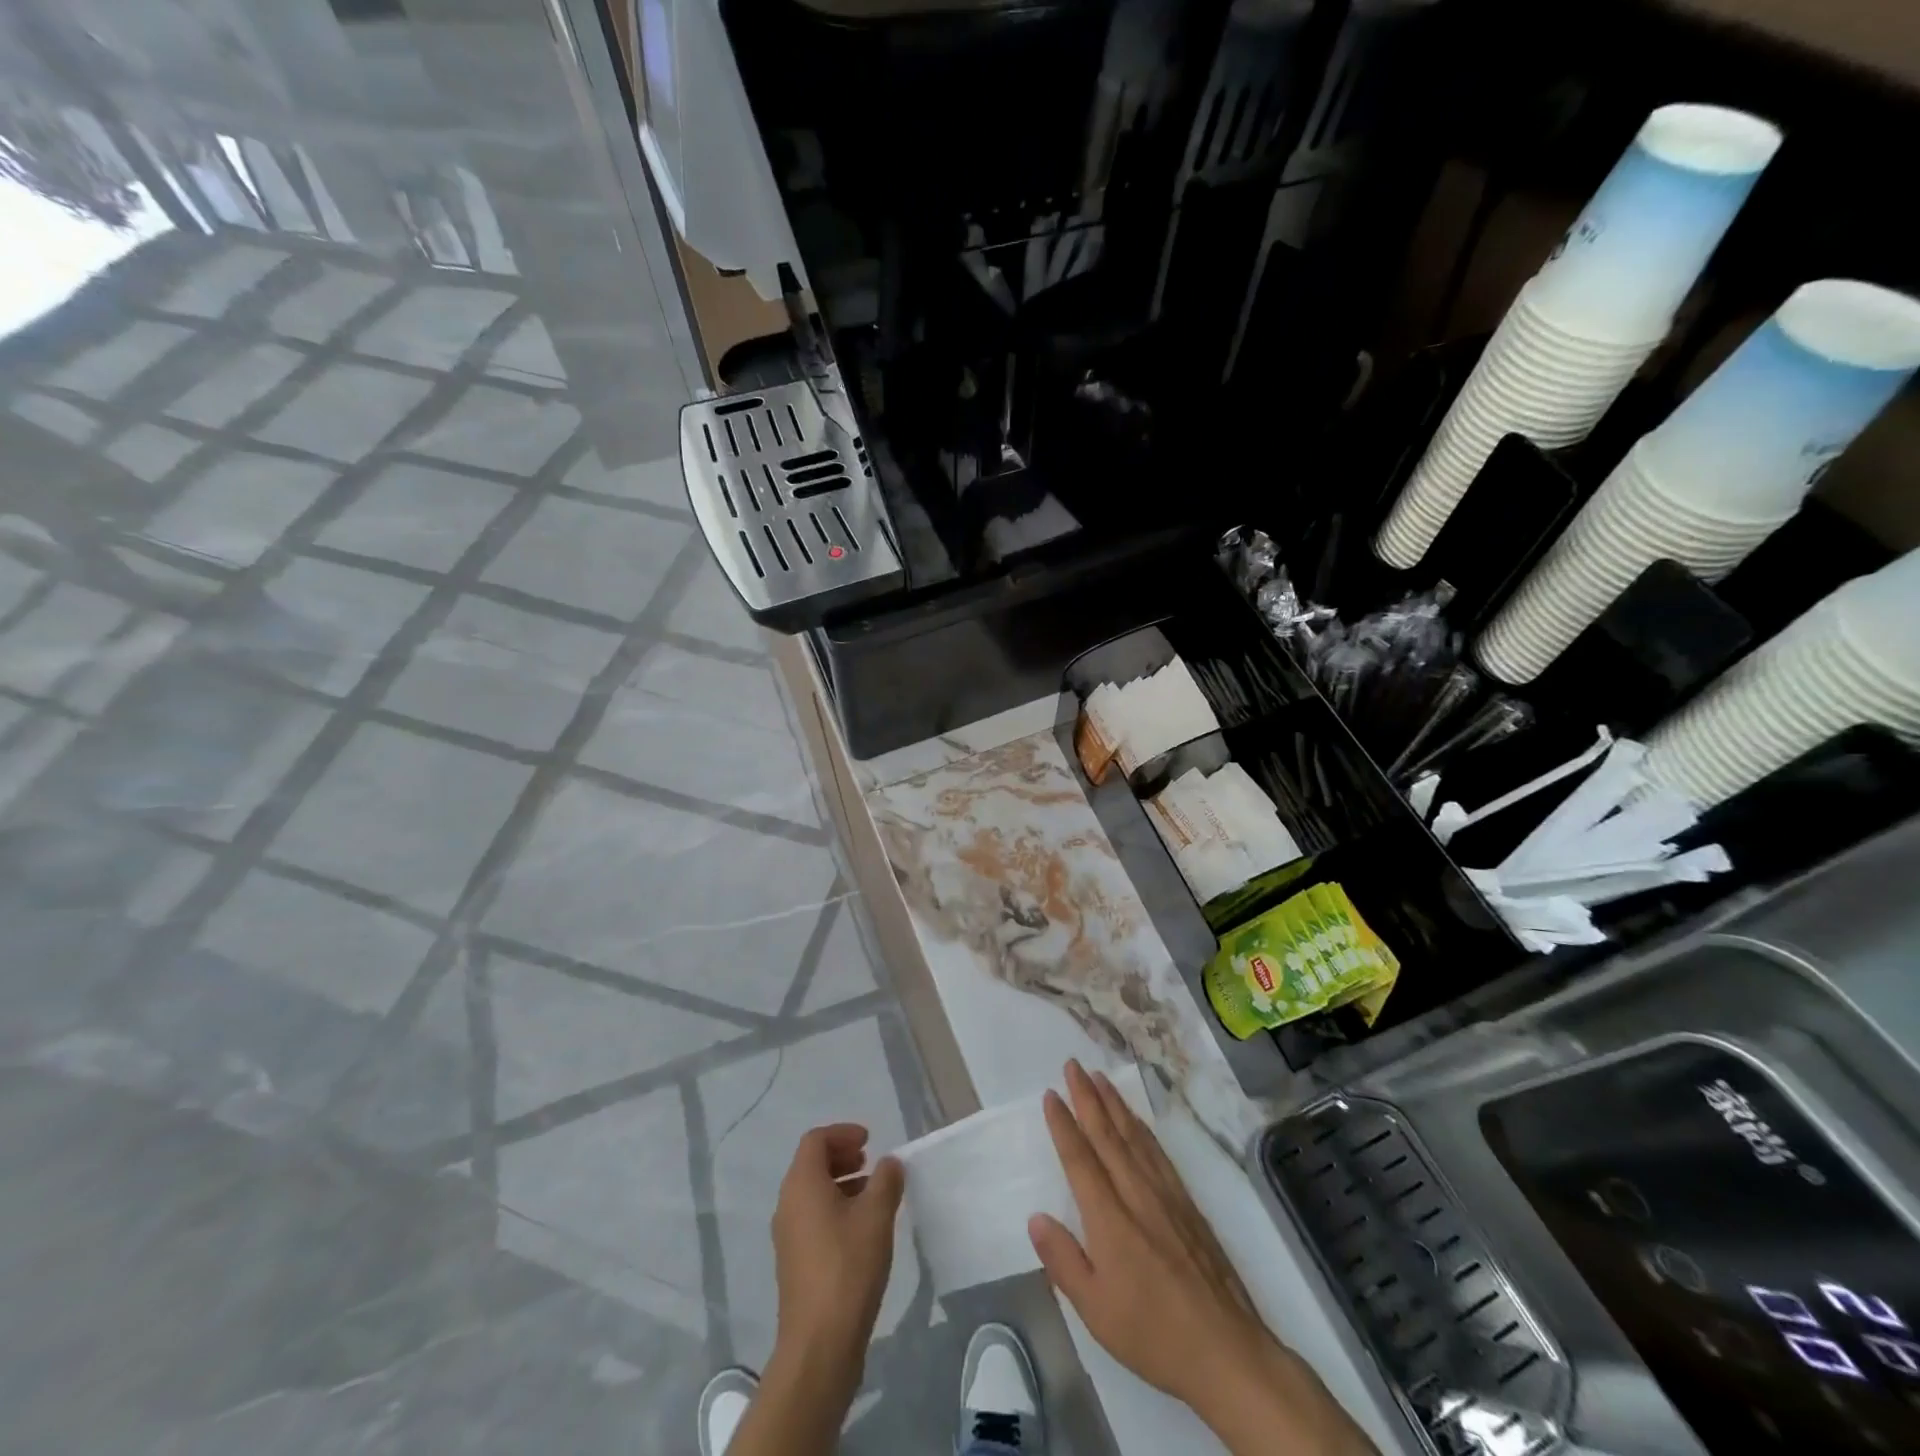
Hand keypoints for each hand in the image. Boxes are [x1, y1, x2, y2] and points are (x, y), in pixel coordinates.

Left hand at [768, 1123, 904, 1391]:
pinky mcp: (793, 1262)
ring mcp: (787, 1235)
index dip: (843, 1133)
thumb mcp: (876, 1216)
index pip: (816, 1140)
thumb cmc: (848, 1267)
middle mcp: (788, 1204)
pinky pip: (812, 1217)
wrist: (819, 1344)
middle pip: (811, 1164)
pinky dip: (835, 1208)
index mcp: (802, 1184)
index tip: (870, 1140)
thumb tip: (889, 1163)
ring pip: (812, 1192)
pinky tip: (861, 1229)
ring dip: (841, 1183)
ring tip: (872, 1194)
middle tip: (870, 1161)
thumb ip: (886, 1181)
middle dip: (842, 1156)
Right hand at [1029, 1061, 1375, 1455]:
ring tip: (1100, 1078)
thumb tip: (1036, 1217)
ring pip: (1134, 1136)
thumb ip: (1063, 1260)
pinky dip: (1142, 1128)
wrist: (1226, 1349)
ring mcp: (1166, 1195)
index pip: (1080, 1159)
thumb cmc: (1152, 1333)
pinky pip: (1158, 1152)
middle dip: (1087, 1097)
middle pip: (1107, 1135)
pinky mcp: (1187, 1204)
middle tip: (1073, 1065)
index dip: (1063, 1124)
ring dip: (1114, 1103)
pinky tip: (1137, 1120)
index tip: (1051, 1094)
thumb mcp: (1095, 1309)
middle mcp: (1136, 1194)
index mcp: (1109, 1218)